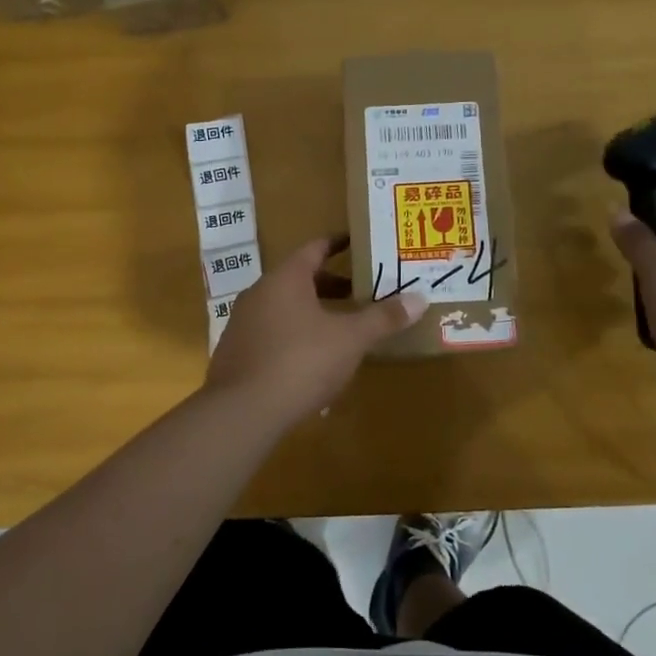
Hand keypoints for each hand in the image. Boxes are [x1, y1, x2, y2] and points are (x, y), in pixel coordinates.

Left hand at [205, 238, 428, 422]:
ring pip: (285, 307)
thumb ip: (382, 318)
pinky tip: (312, 361)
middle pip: (300, 279)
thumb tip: (419, 298)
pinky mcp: (235, 353)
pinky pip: (272, 333)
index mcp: (286, 278)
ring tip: (341, 328)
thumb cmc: (301, 361)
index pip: (315, 248)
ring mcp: (243, 323)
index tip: (357, 243)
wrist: (242, 412)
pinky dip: (295, 336)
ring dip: (313, 312)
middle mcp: (259, 292)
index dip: (338, 244)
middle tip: (360, 292)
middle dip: (331, 285)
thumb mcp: (350, 339)